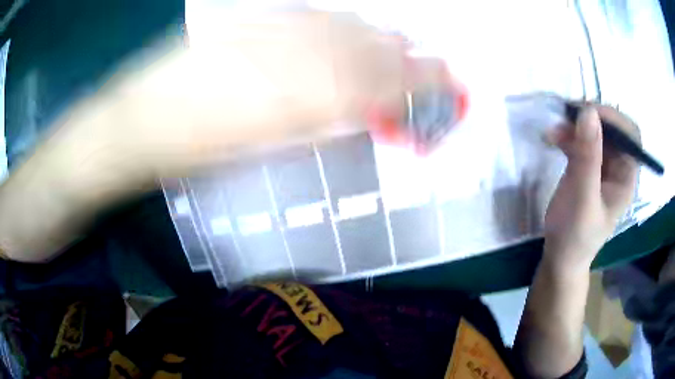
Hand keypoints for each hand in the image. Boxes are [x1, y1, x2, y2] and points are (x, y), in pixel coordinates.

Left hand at [82, 11, 408, 178]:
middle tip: (437, 66)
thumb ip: (321, 123)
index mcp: (305, 97)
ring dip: (381, 39)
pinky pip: (313, 15)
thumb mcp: (266, 149)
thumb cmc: (198, 148)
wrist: (143, 118)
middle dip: (410, 61)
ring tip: (405, 45)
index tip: (447, 87)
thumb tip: (362, 112)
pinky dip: (343, 22)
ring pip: (347, 28)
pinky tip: (355, 23)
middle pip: (371, 51)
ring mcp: (275, 30)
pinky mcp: (254, 19)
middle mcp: (299, 54)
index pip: (383, 85)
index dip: (420, 85)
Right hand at [543, 104, 638, 270]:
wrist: (560, 256)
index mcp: (626, 177)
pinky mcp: (586, 165)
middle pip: (611, 128)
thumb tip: (588, 111)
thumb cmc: (575, 235)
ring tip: (554, 131)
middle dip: (590, 119)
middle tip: (567, 116)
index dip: (614, 119)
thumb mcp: (583, 198)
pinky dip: (566, 135)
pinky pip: (580, 140)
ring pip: (594, 131)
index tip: (589, 113)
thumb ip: (588, 157)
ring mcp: (602, 165)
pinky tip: (551, 139)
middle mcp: (617, 166)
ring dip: (574, 126)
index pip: (630, 136)